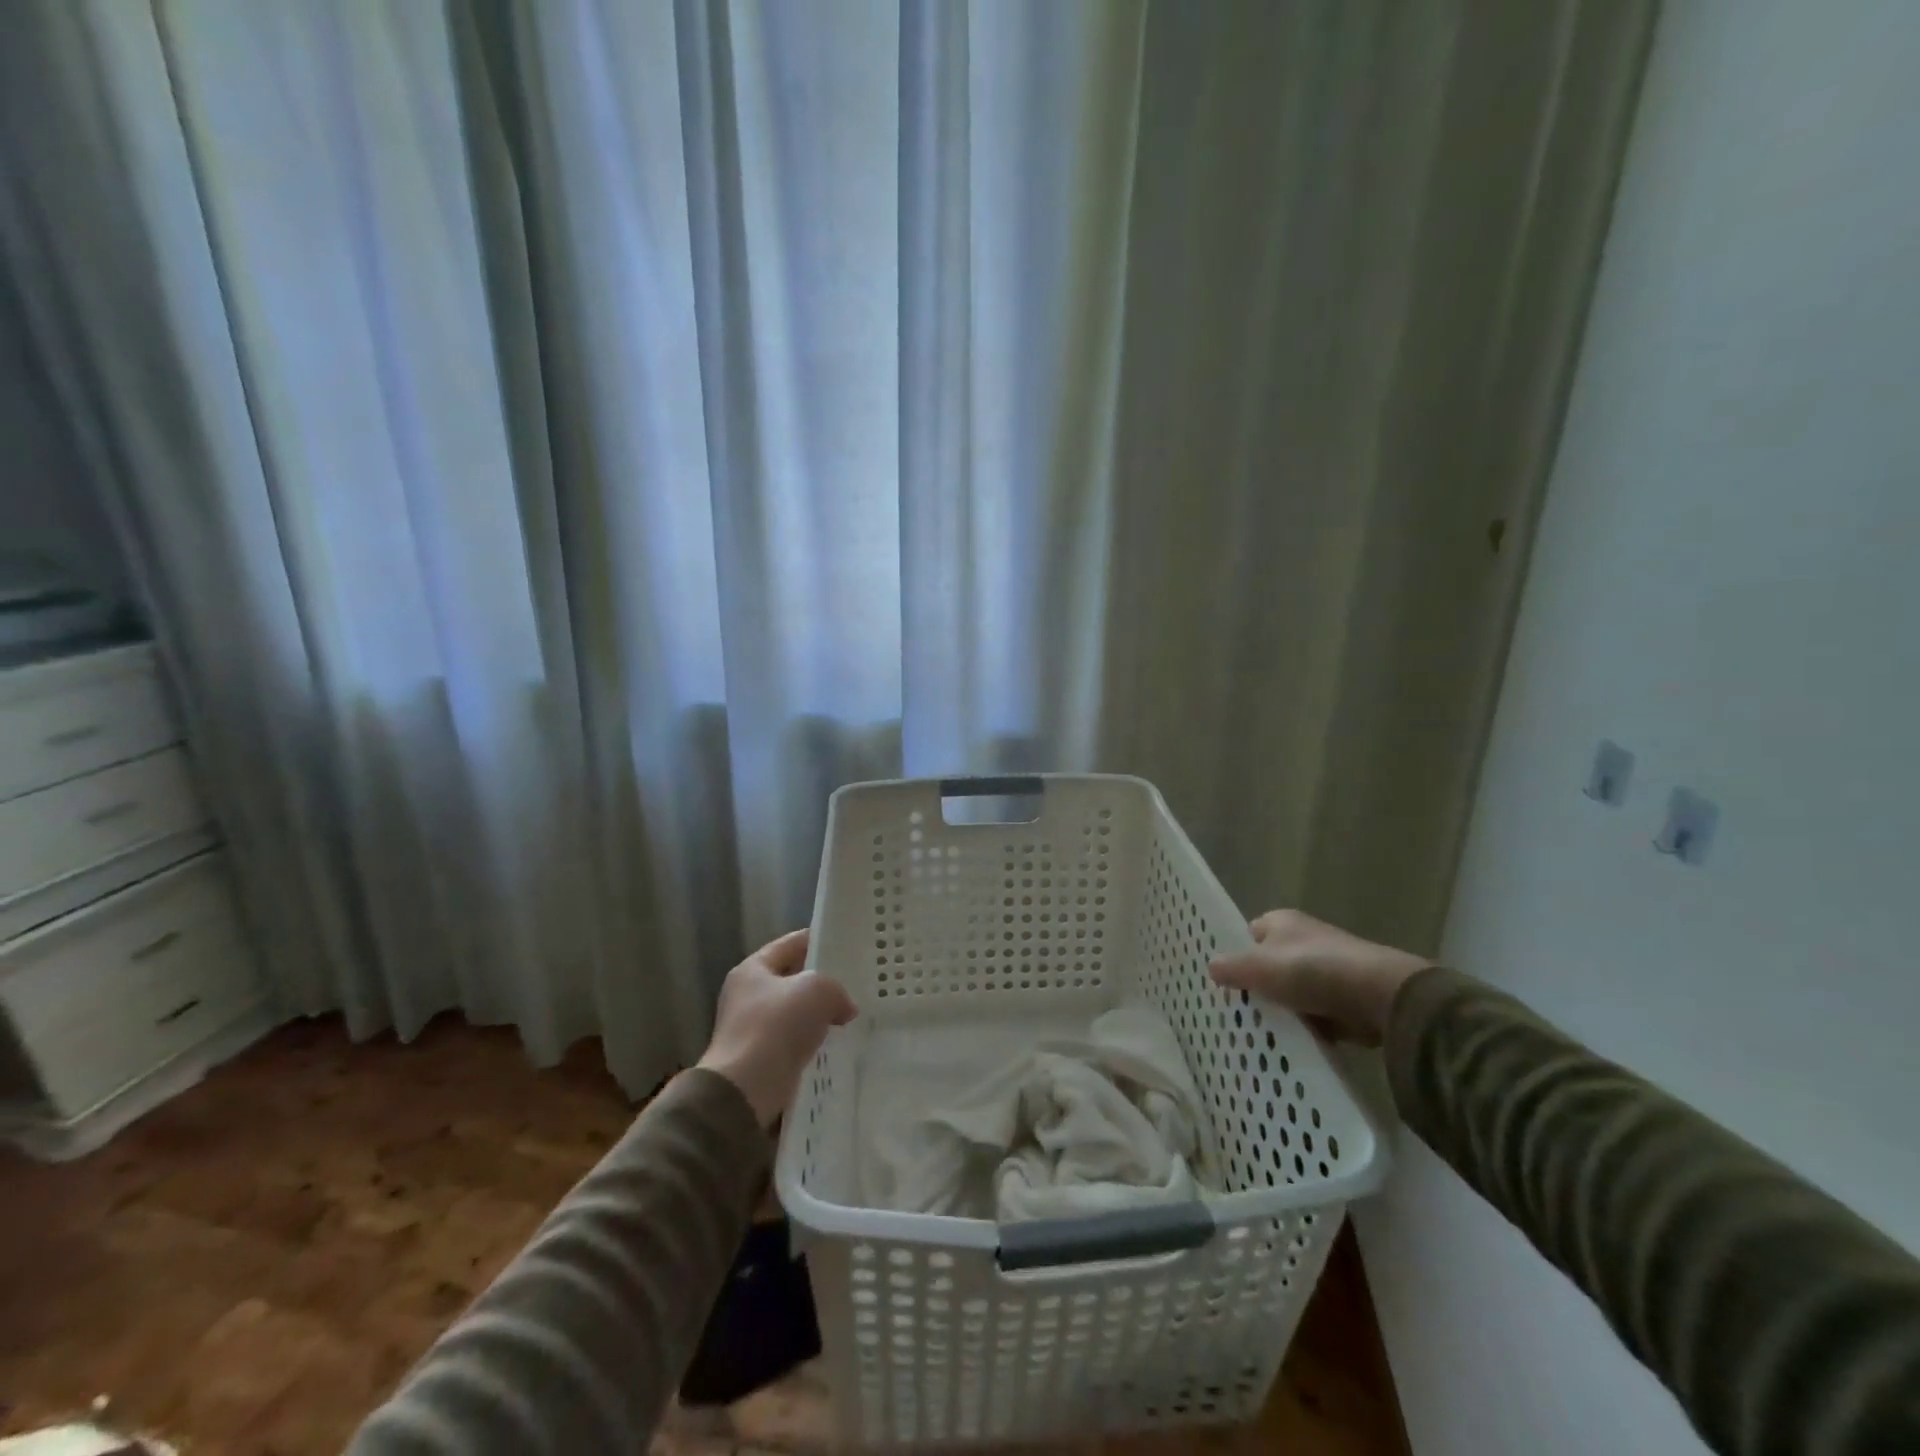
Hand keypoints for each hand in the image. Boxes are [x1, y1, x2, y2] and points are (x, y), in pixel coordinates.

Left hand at [697, 929, 855, 1127]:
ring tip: (851, 1013)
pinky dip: (812, 1040)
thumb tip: (844, 1008)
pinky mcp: (760, 1058)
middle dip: (822, 981)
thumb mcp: (817, 990)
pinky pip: (794, 1040)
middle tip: (854, 981)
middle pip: (792, 978)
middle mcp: (748, 994)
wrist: (745, 1089)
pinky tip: (835, 1042)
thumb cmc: (776, 1026)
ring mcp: (752, 1028)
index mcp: (753, 968)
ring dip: (819, 1013)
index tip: (846, 945)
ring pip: (795, 1011)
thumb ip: (836, 989)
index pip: (791, 944)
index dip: (818, 940)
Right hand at [1207, 909, 1428, 1045]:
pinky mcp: (1346, 998)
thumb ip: (1231, 968)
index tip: (1224, 982)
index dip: (1236, 955)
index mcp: (1281, 922)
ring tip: (1260, 1034)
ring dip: (1283, 1012)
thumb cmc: (1309, 970)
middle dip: (1258, 988)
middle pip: (1270, 965)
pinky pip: (1316, 1014)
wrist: (1377, 996)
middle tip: (1238, 1012)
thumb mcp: (1258, 967)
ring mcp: (1327, 969)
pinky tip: (1293, 1044)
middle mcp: (1304, 939)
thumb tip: (1211, 967)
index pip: (1249, 934)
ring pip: (1293, 993)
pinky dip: (1308, 1028)